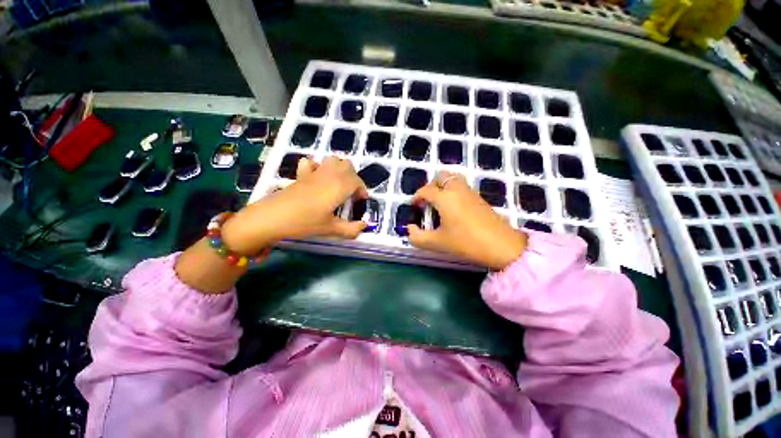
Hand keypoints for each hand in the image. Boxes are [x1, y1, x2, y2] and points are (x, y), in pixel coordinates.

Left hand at [222, 156, 367, 254]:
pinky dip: (319, 166)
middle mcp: (329, 175)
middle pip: (347, 166)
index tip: (360, 201)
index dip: (362, 190)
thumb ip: (351, 229)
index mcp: (339, 186)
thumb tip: (365, 226)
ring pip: (333, 160)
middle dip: (354, 178)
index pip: (357, 181)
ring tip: (338, 184)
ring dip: (340, 169)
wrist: (272, 217)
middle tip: (351, 193)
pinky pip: (312, 162)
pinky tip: (317, 178)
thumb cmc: (305, 222)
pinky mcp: (301, 174)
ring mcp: (314, 172)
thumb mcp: (331, 229)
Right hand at [408, 171, 527, 270]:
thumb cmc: (466, 242)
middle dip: (431, 185)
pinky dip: (453, 191)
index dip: (416, 197)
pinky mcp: (479, 198)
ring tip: (439, 203)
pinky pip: (462, 187)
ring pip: (454, 179)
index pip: (425, 190)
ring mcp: (470, 192)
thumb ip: (417, 237)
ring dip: (443, 186)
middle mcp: (457, 190)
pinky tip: (453, 208)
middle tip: (427, 200)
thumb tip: (409, 229)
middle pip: (441, 176)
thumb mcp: (437, 242)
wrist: (501, 245)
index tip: (413, 206)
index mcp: (444, 198)